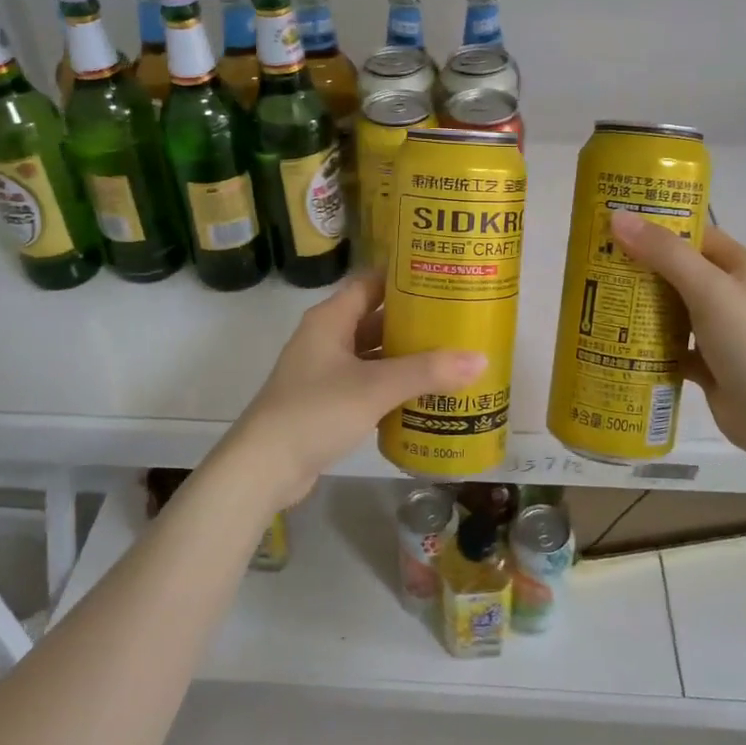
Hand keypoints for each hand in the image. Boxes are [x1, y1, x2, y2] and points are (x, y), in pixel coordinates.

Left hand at [221, 270, 486, 512]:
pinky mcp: (326, 402)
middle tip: (457, 320)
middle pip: (375, 319)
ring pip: (372, 354)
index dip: (403, 278)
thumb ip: (427, 372)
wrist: (265, 466)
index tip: (442, 278)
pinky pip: (367, 383)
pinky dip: (392, 386)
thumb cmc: (316, 411)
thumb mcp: (375, 387)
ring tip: (450, 356)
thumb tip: (480, 359)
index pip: (370, 282)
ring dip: (405, 356)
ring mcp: (324, 372)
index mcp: (330, 319)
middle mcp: (326, 338)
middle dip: (413, 321)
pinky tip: (424, 395)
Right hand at [608, 211, 745, 456]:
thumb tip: (617, 217)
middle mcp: (729, 293)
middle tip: (593, 264)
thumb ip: (664, 253)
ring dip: (638, 306)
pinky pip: (668, 345)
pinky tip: (615, 343)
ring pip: (670, 309)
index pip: (692, 233)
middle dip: (638, 268)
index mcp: (738, 265)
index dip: (655, 226)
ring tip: (597, 300)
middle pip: (675, 271)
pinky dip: (646, 345)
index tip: (612, 224)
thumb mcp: (707, 288)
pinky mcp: (706, 362)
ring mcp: (717, 330)